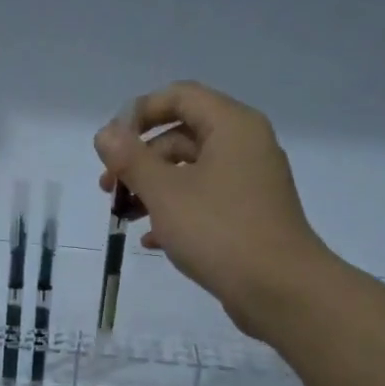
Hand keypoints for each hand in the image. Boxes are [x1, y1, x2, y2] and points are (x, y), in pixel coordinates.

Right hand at [95, 81, 331, 339]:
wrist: (279, 289)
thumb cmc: (219, 231)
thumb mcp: (165, 193)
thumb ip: (131, 160)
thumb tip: (105, 133)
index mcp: (232, 126)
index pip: (180, 96)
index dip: (139, 113)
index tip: (110, 145)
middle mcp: (245, 146)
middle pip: (183, 136)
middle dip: (140, 160)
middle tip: (108, 188)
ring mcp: (250, 182)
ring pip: (191, 172)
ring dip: (153, 189)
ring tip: (124, 216)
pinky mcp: (249, 216)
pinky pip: (205, 201)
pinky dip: (176, 212)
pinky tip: (151, 239)